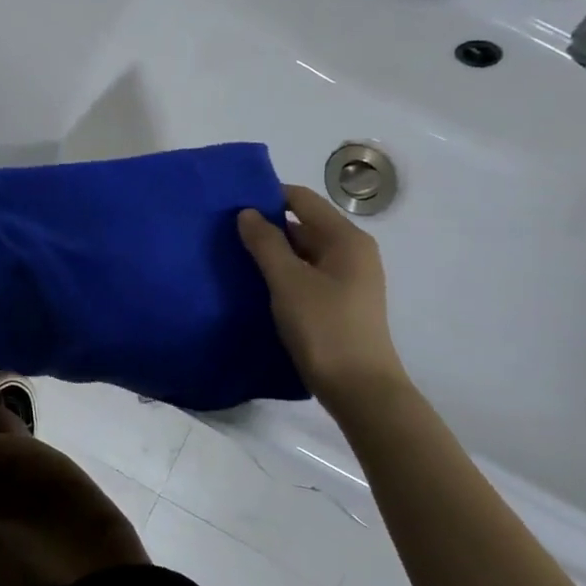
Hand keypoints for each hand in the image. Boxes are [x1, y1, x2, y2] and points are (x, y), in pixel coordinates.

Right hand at [237, 184, 409, 416]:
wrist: (360, 389)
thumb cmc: (324, 328)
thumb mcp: (287, 281)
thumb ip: (265, 243)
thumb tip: (246, 212)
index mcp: (345, 239)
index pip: (301, 199)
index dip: (267, 197)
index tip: (231, 206)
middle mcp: (352, 251)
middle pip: (303, 223)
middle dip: (267, 225)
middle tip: (225, 232)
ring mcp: (349, 277)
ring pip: (303, 250)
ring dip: (273, 251)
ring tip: (235, 256)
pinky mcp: (340, 300)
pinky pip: (307, 272)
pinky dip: (283, 272)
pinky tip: (257, 283)